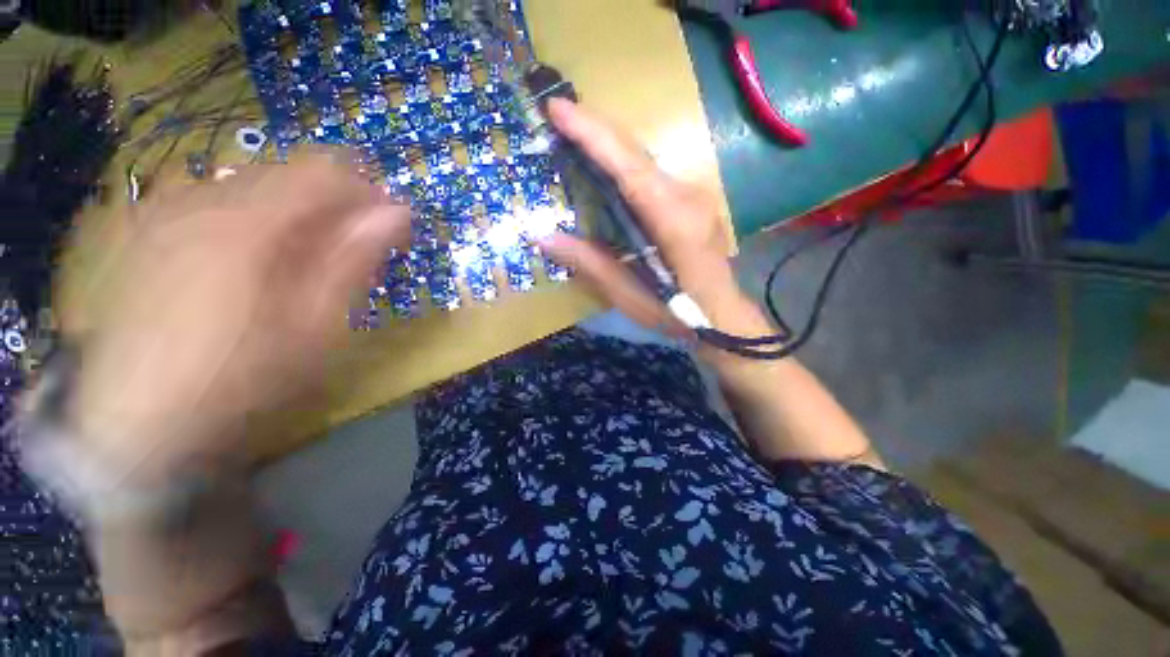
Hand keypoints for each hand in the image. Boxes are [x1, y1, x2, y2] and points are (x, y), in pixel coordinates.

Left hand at [65, 152, 409, 482]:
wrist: (137, 424)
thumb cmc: (243, 376)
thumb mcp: (317, 323)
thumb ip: (355, 258)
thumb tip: (397, 212)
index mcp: (249, 221)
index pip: (324, 173)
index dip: (367, 192)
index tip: (391, 224)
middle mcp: (203, 199)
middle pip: (287, 174)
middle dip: (332, 203)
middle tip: (355, 246)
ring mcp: (168, 212)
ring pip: (252, 187)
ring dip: (294, 213)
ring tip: (308, 258)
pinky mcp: (149, 233)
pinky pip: (217, 204)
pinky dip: (254, 221)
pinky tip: (256, 262)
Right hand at [538, 99, 750, 333]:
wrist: (722, 315)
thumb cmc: (677, 312)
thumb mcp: (630, 296)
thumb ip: (590, 264)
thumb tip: (543, 238)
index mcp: (674, 220)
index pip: (629, 167)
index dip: (593, 135)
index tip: (558, 108)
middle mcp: (687, 196)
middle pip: (637, 152)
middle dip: (596, 128)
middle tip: (558, 115)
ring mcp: (694, 194)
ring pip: (645, 158)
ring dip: (609, 143)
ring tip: (573, 135)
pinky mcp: (692, 200)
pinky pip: (652, 173)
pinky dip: (624, 163)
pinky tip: (605, 165)